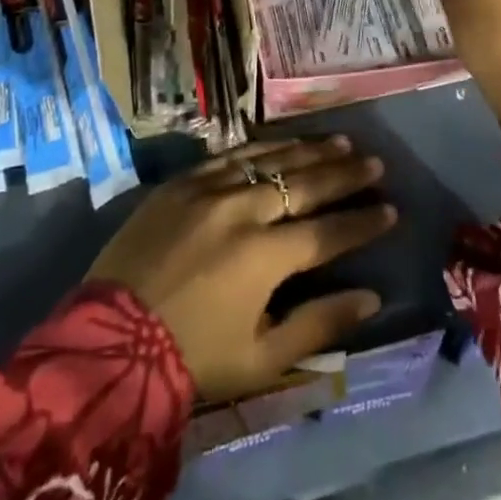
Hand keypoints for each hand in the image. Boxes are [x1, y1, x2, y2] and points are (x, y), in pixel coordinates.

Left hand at [86, 136, 395, 402]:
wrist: (109, 342)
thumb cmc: (191, 358)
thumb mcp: (261, 359)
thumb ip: (319, 324)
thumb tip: (371, 297)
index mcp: (266, 256)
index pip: (329, 230)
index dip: (363, 220)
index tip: (391, 209)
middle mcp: (244, 210)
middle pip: (306, 183)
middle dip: (346, 173)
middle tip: (375, 162)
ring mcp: (211, 188)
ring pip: (272, 158)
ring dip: (310, 149)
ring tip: (341, 140)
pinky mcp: (183, 181)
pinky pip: (232, 154)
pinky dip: (264, 147)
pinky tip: (283, 141)